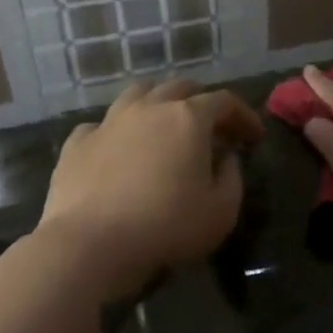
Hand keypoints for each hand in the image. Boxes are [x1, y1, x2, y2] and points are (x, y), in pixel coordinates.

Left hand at [39, 79, 263, 297]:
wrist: (89, 245)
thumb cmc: (166, 226)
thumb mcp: (221, 211)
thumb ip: (232, 178)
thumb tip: (227, 160)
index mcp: (188, 118)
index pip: (224, 101)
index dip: (244, 115)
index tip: (255, 136)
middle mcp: (149, 109)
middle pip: (181, 88)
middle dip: (202, 102)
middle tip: (213, 127)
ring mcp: (109, 122)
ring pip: (138, 94)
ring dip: (158, 103)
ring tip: (165, 124)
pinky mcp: (77, 144)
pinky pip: (101, 125)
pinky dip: (116, 131)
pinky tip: (118, 148)